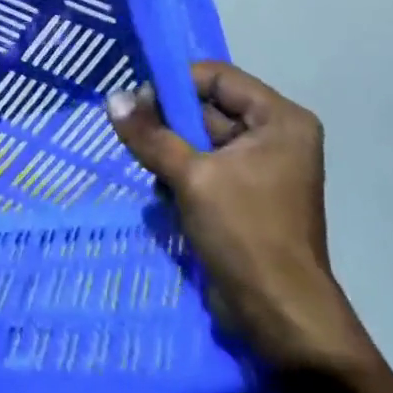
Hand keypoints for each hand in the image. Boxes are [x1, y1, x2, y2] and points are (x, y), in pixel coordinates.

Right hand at [108, 63, 369, 371]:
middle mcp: (274, 136)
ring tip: (155, 175)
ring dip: (169, 153)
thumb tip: (113, 98)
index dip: (176, 84)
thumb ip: (150, 135)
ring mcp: (260, 168)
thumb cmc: (245, 233)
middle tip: (137, 138)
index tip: (139, 103)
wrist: (279, 315)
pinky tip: (165, 196)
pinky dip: (178, 175)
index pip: (218, 77)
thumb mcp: (191, 177)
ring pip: (198, 139)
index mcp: (279, 120)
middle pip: (207, 108)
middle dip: (168, 123)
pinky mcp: (243, 196)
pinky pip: (202, 167)